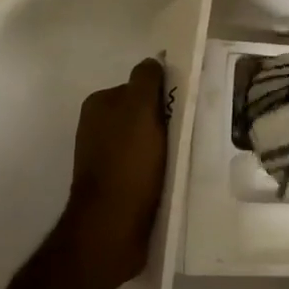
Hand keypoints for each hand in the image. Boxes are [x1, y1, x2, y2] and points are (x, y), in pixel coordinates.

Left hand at [59, 58, 167, 288]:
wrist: (111, 228)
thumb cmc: (127, 163)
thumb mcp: (139, 109)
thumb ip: (146, 80)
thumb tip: (153, 61)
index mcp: (99, 104)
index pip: (140, 85)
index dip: (163, 93)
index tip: (185, 106)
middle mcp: (97, 127)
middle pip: (143, 113)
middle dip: (165, 121)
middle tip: (191, 131)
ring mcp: (104, 158)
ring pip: (146, 141)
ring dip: (165, 146)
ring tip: (187, 156)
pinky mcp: (116, 185)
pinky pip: (145, 166)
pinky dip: (159, 168)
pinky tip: (174, 175)